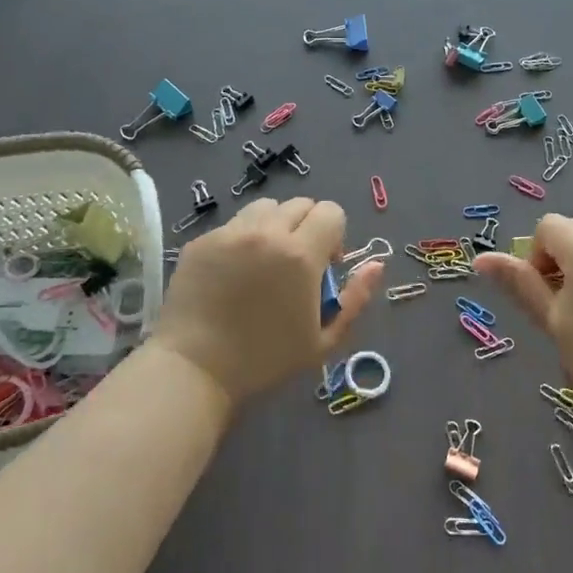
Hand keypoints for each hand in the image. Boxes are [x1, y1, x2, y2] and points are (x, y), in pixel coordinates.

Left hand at [154, 198, 382, 404]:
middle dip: (308, 227)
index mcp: (300, 254)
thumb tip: (377, 265)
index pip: (331, 212)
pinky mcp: (201, 241)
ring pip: (265, 208)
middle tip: (297, 265)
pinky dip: (242, 239)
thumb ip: (355, 299)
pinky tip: (233, 274)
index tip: (325, 266)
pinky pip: (233, 225)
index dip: (335, 235)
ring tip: (264, 261)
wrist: (195, 368)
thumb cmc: (264, 360)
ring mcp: (229, 233)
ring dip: (275, 226)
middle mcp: (266, 233)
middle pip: (300, 204)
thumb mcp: (323, 341)